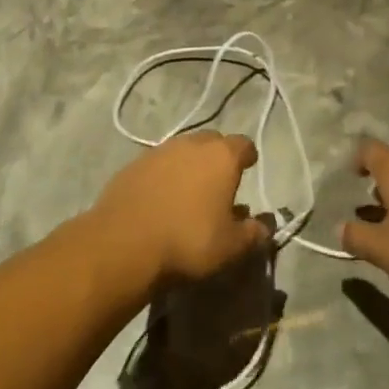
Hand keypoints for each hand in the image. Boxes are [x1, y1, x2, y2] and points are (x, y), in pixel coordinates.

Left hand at [93, 131, 270, 283]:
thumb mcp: (230, 247)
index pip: (243, 144)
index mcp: (221, 156)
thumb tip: (264, 227)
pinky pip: (158, 163)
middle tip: (220, 180)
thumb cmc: (188, 241)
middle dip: (218, 156)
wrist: (124, 243)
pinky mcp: (133, 164)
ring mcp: (159, 151)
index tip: (249, 166)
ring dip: (189, 164)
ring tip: (190, 190)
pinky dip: (165, 175)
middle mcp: (191, 144)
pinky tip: (161, 197)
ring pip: (182, 150)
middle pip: (212, 141)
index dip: (248, 155)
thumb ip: (252, 233)